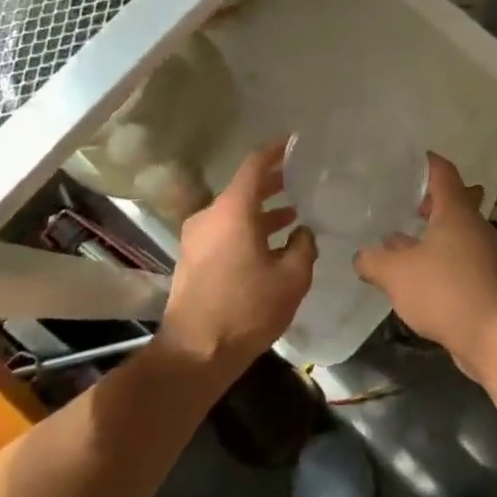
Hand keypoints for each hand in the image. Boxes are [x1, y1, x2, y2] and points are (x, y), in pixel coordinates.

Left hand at [159, 142, 316, 382]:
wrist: (195, 353)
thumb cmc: (247, 309)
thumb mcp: (292, 278)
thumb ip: (303, 246)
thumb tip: (302, 232)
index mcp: (234, 211)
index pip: (254, 165)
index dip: (276, 151)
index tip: (294, 143)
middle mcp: (210, 216)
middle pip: (244, 188)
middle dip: (273, 183)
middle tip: (300, 180)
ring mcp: (196, 238)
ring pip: (235, 212)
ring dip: (262, 211)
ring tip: (292, 216)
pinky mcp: (192, 258)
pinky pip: (224, 231)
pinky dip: (248, 229)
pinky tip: (271, 245)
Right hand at [354, 154, 496, 377]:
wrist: (496, 337)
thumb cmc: (446, 291)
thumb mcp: (397, 274)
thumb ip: (374, 260)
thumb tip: (362, 255)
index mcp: (456, 211)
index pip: (443, 173)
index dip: (427, 163)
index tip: (410, 159)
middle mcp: (473, 226)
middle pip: (455, 201)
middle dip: (431, 201)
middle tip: (405, 203)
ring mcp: (483, 254)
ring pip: (456, 233)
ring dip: (433, 234)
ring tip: (402, 241)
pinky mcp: (485, 281)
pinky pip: (459, 259)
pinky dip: (440, 259)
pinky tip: (418, 275)